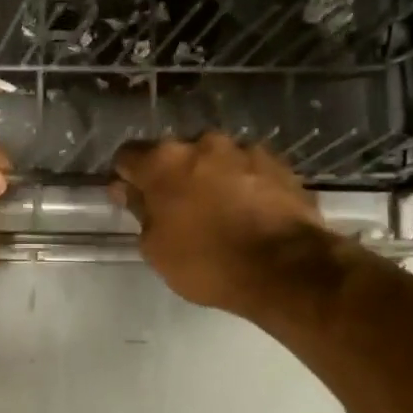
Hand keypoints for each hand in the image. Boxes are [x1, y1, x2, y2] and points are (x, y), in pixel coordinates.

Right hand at [110, 134, 330, 315]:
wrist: (286, 269)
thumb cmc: (208, 263)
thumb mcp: (156, 248)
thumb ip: (139, 211)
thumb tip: (127, 189)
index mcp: (164, 161)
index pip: (128, 156)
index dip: (127, 178)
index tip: (133, 200)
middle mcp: (203, 143)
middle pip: (175, 155)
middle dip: (173, 176)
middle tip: (178, 211)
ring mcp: (245, 150)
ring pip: (215, 160)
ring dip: (211, 178)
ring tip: (221, 213)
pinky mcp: (279, 164)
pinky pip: (248, 170)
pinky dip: (244, 185)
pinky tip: (250, 213)